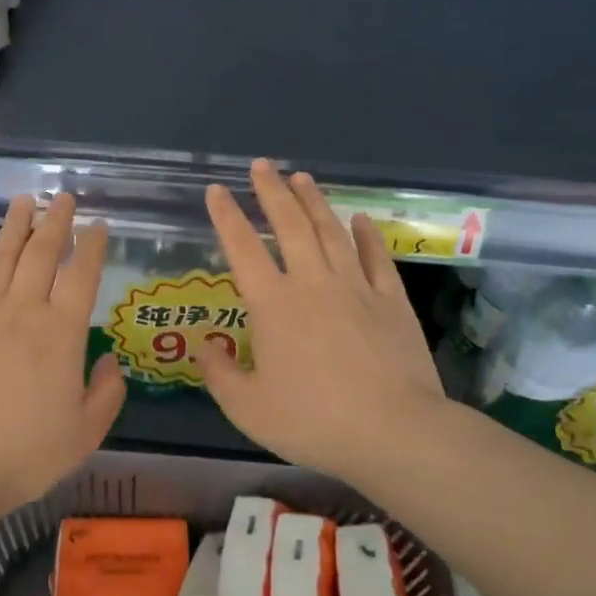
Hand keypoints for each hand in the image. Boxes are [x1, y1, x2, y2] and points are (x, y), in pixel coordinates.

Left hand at [0, 194, 125, 524]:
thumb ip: (107, 392)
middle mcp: (21, 311)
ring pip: (0, 257)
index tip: (98, 225)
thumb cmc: (25, 454)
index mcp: (61, 333)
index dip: (92, 246)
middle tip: (63, 197)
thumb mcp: (85, 433)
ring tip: (25, 200)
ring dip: (16, 226)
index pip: (81, 275)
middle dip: (55, 222)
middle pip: (41, 254)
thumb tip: (110, 359)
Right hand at [196, 160, 447, 488]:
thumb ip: (219, 374)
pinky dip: (365, 234)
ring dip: (314, 202)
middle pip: (289, 226)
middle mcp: (312, 283)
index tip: (217, 190)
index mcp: (273, 305)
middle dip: (272, 192)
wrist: (392, 431)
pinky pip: (375, 257)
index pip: (243, 249)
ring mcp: (356, 287)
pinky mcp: (391, 300)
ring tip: (301, 177)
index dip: (227, 217)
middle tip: (261, 165)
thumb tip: (203, 346)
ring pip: (331, 232)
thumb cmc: (312, 421)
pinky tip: (359, 218)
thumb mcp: (248, 408)